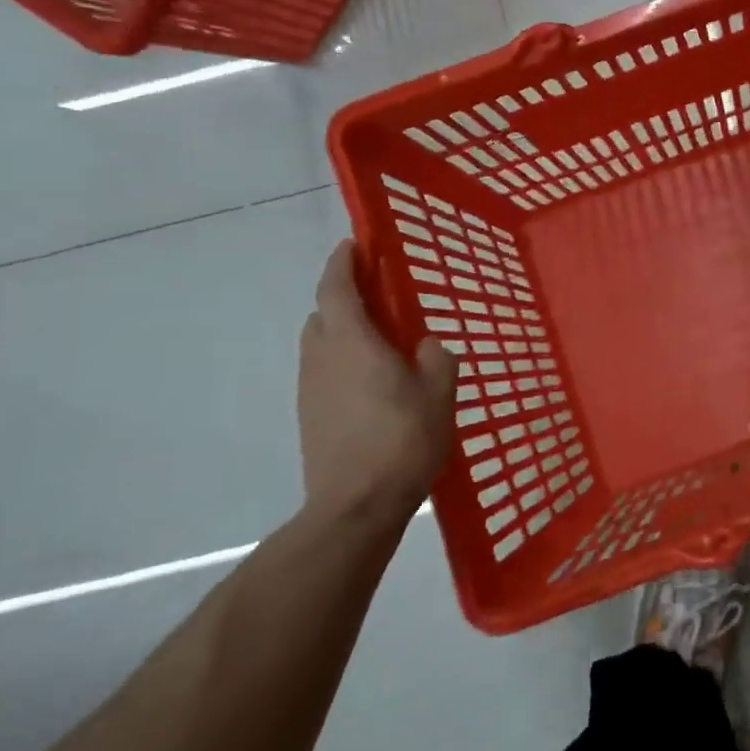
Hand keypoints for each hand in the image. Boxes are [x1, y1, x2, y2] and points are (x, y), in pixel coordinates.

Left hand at [298, 240, 456, 522]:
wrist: (354, 505)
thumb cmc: (402, 439)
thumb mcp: (439, 393)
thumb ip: (436, 358)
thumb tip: (424, 346)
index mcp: (352, 343)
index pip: (336, 289)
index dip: (342, 263)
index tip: (353, 245)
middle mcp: (322, 358)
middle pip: (323, 315)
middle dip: (345, 299)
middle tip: (380, 298)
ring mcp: (311, 390)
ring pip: (322, 345)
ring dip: (344, 333)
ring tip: (383, 344)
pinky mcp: (310, 416)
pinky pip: (325, 373)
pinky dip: (344, 363)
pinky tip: (375, 385)